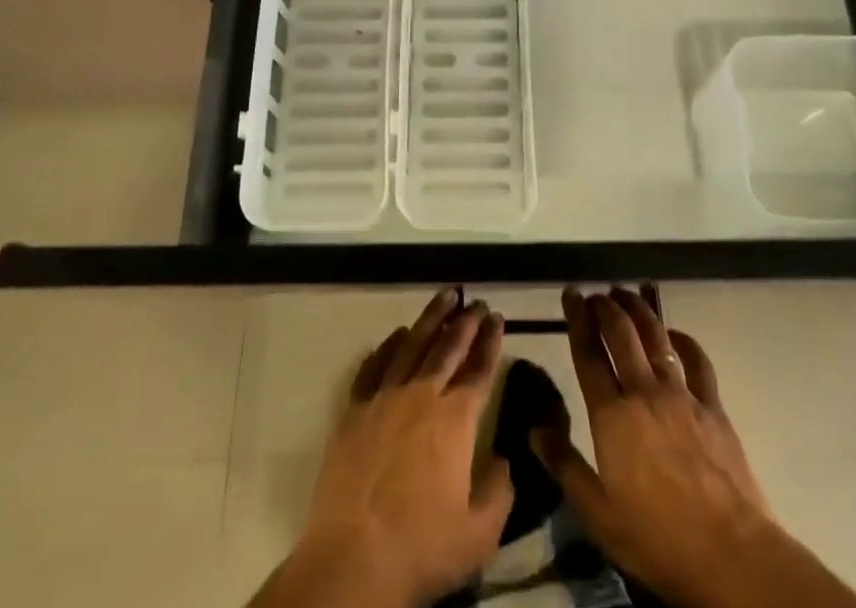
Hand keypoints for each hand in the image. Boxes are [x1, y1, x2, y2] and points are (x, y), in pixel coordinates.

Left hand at [251, 288, 512, 607]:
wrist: (351, 558)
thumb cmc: (420, 547)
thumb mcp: (479, 534)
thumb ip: (499, 490)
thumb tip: (504, 459)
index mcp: (455, 419)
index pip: (479, 369)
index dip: (491, 342)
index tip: (498, 318)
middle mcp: (422, 395)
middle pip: (448, 347)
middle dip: (466, 321)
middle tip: (477, 301)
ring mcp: (384, 397)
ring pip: (412, 344)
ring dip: (431, 318)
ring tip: (445, 296)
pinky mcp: (354, 409)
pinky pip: (374, 365)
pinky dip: (387, 345)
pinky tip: (396, 334)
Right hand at [536, 287, 855, 607]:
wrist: (730, 555)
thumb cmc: (657, 540)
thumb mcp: (599, 515)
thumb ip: (565, 467)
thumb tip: (535, 429)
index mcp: (611, 416)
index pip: (588, 354)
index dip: (577, 319)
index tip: (571, 293)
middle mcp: (643, 392)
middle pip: (621, 333)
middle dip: (605, 306)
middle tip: (595, 294)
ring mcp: (680, 395)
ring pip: (655, 336)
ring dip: (638, 309)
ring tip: (626, 294)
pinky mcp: (712, 406)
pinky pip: (696, 360)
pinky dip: (683, 339)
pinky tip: (674, 333)